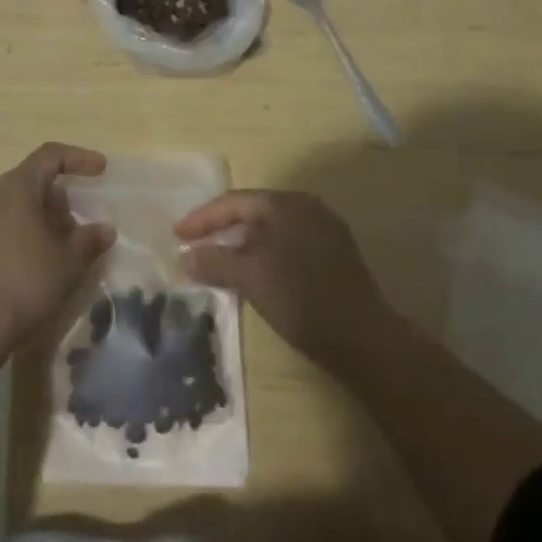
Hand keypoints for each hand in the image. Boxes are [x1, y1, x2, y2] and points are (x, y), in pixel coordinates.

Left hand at [0, 143, 116, 355]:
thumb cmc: (25, 283)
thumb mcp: (68, 262)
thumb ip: (89, 240)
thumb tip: (105, 229)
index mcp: (15, 187)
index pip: (50, 155)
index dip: (78, 158)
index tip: (101, 170)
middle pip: (32, 179)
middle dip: (60, 196)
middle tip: (81, 223)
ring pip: (16, 202)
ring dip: (43, 215)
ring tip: (64, 244)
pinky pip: (2, 222)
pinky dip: (24, 229)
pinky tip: (39, 258)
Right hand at [177, 189, 395, 365]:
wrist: (365, 340)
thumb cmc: (301, 299)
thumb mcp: (250, 278)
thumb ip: (215, 262)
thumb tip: (185, 256)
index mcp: (285, 204)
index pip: (234, 202)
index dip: (202, 218)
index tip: (177, 234)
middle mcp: (306, 207)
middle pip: (253, 212)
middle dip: (222, 230)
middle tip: (195, 246)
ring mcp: (325, 229)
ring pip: (272, 230)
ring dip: (244, 244)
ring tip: (221, 263)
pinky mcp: (336, 254)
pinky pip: (290, 243)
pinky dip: (266, 254)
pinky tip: (257, 274)